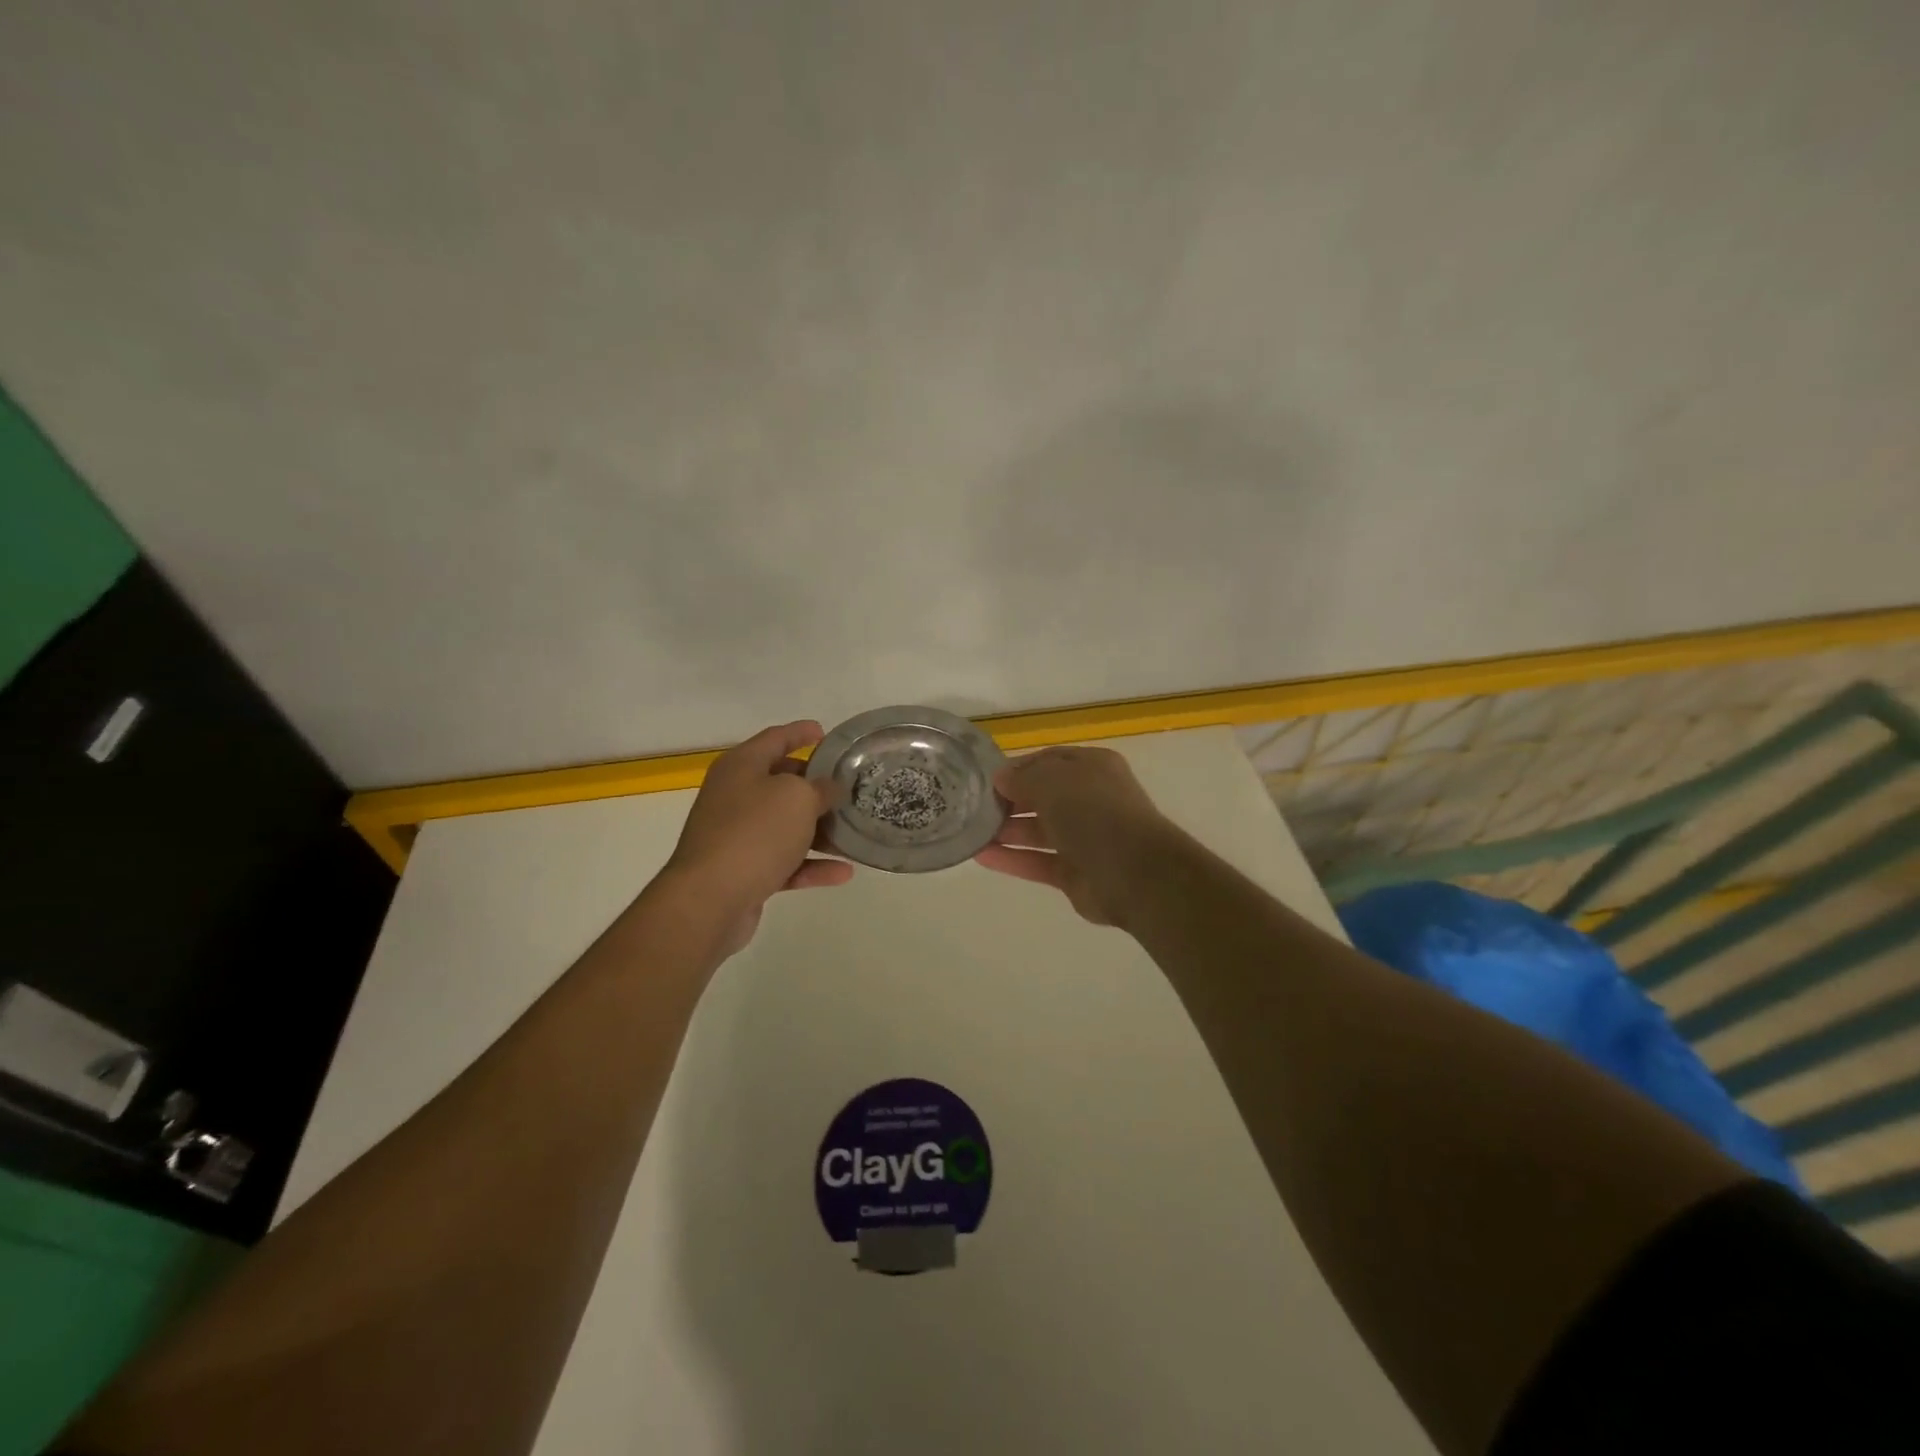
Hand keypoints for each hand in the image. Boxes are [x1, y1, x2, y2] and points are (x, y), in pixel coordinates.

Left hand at [663, 720, 852, 954]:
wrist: (710, 900)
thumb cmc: (754, 833)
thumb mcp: (797, 798)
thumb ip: (820, 788)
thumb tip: (829, 789)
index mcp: (741, 767)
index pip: (775, 739)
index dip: (801, 733)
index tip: (825, 732)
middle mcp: (735, 796)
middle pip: (781, 783)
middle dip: (815, 786)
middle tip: (847, 788)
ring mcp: (736, 835)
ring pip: (785, 825)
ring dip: (819, 830)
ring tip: (853, 833)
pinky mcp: (743, 872)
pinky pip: (784, 862)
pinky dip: (811, 865)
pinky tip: (844, 872)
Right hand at [973, 746, 1176, 925]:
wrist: (1134, 873)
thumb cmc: (1094, 813)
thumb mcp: (1053, 782)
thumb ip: (1023, 778)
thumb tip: (1001, 778)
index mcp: (1093, 769)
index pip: (1049, 761)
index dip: (1018, 768)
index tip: (986, 779)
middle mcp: (1090, 800)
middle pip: (1042, 796)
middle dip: (1009, 800)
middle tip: (973, 806)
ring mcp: (1084, 839)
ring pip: (1038, 831)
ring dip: (1006, 830)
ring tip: (970, 831)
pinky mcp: (1075, 873)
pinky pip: (1037, 861)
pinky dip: (1012, 858)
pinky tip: (981, 856)